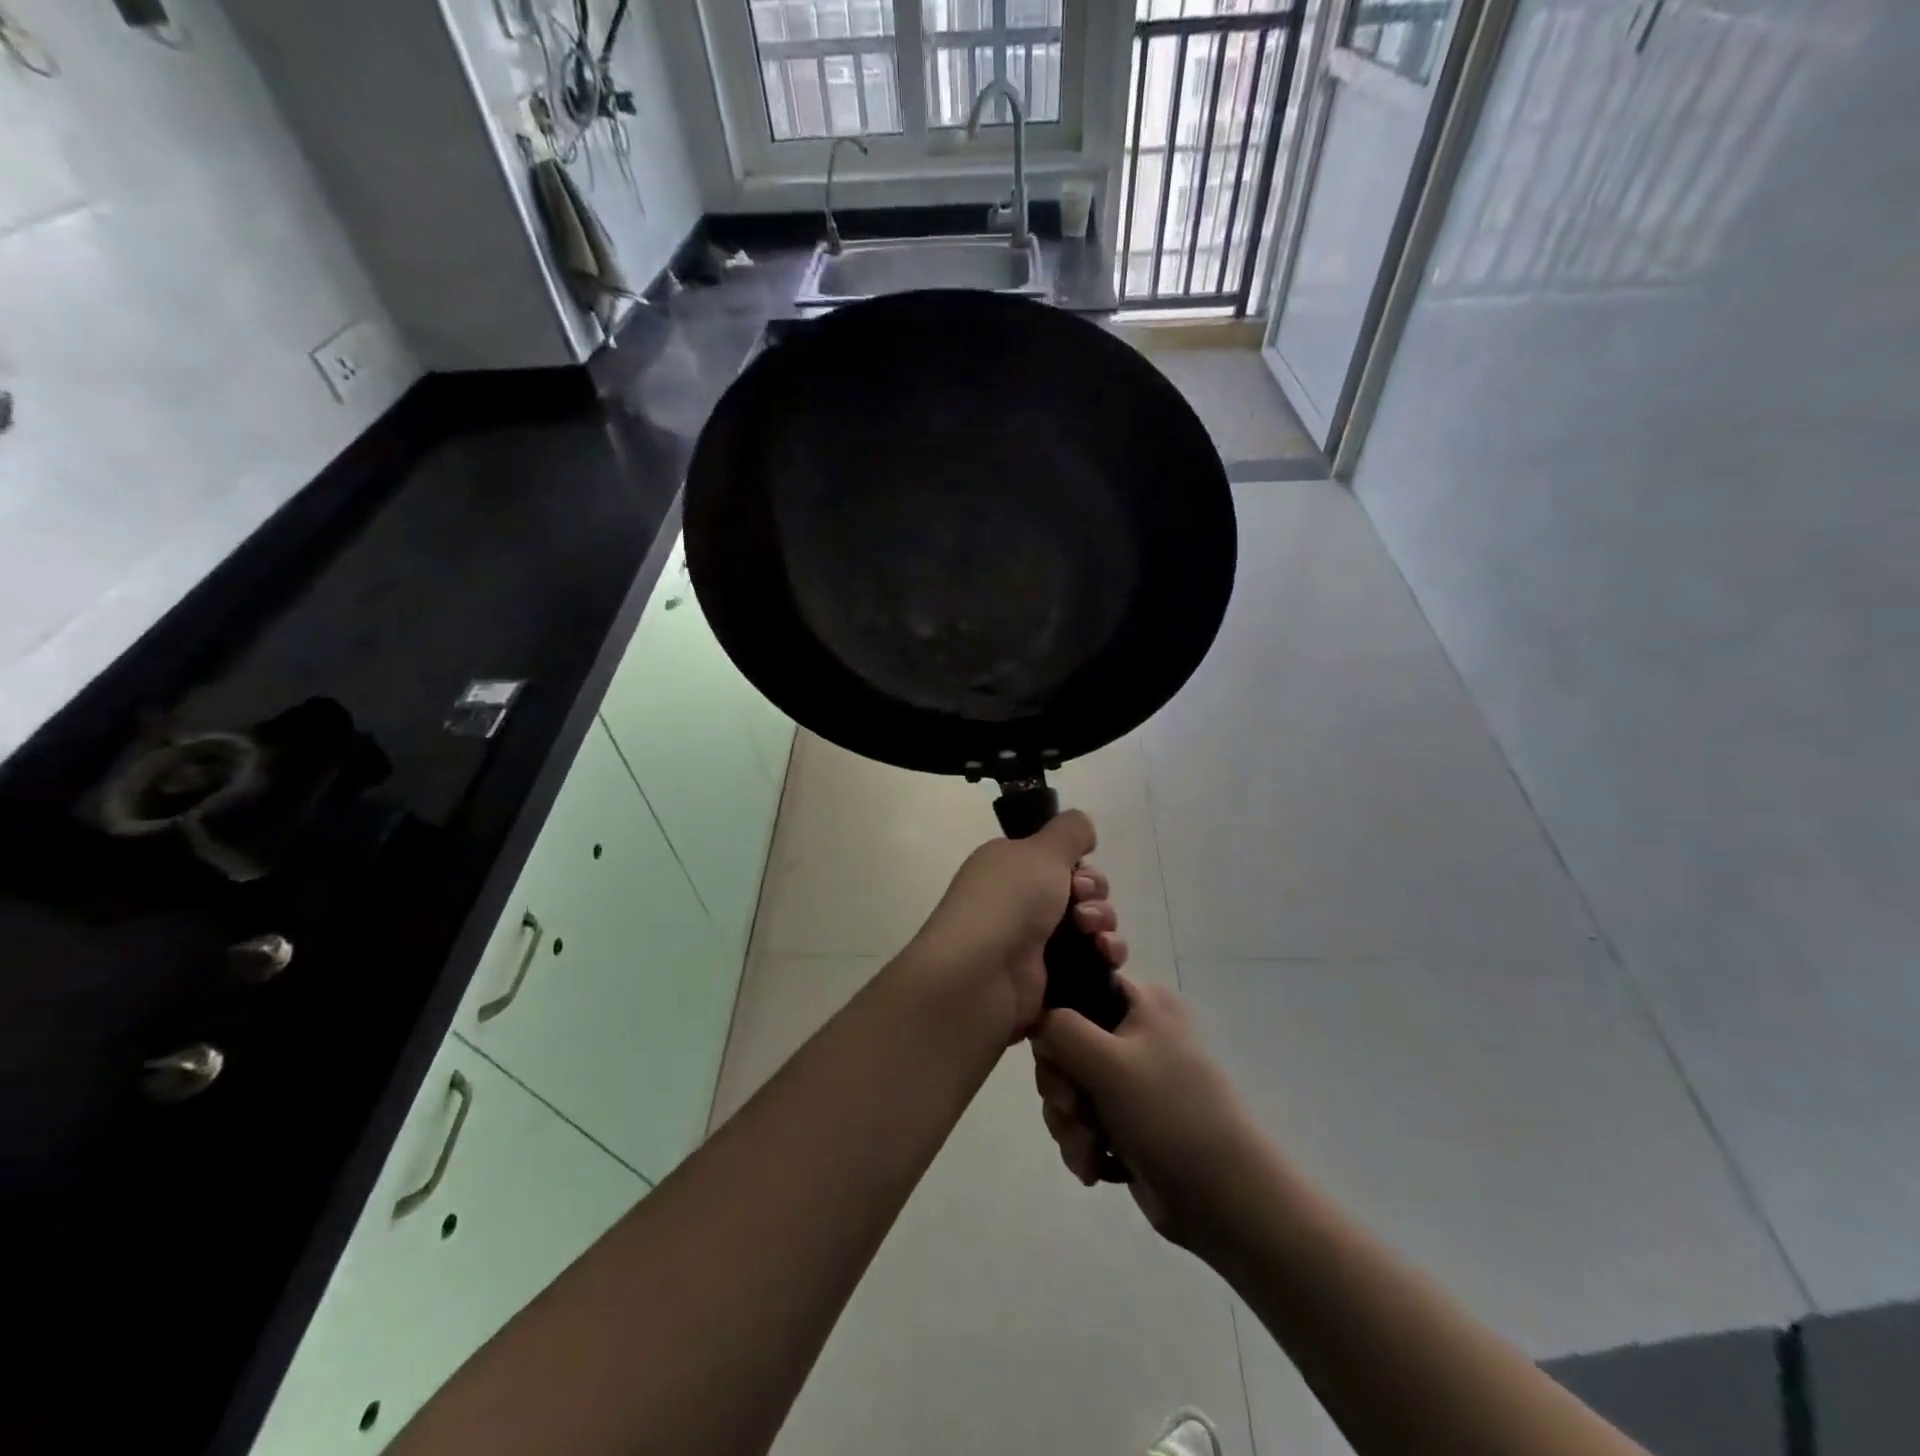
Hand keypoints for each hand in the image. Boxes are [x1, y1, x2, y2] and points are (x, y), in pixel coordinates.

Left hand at [906, 812, 1127, 1043]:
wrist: (981, 977)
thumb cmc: (1008, 902)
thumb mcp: (1041, 850)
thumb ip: (1069, 830)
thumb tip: (1082, 825)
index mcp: (1010, 867)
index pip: (1058, 860)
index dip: (1080, 865)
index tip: (1078, 874)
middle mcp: (1019, 903)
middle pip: (1080, 892)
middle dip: (1095, 895)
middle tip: (1082, 904)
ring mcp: (1033, 944)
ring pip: (1090, 927)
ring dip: (1103, 924)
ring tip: (1093, 935)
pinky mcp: (1048, 980)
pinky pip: (1090, 963)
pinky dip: (1104, 957)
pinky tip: (1105, 957)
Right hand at [1032, 978, 1261, 1251]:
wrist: (1225, 1202)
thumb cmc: (1170, 1116)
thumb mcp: (1109, 1062)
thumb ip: (1060, 1029)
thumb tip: (1035, 1021)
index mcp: (1141, 1002)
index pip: (1077, 985)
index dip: (1056, 1015)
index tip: (1052, 1048)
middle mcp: (1135, 1032)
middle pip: (1064, 1041)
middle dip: (1060, 1084)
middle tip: (1073, 1109)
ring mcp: (1130, 1078)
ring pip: (1068, 1085)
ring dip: (1068, 1121)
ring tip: (1089, 1148)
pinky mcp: (1125, 1120)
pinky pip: (1081, 1118)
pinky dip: (1081, 1142)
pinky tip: (1095, 1165)